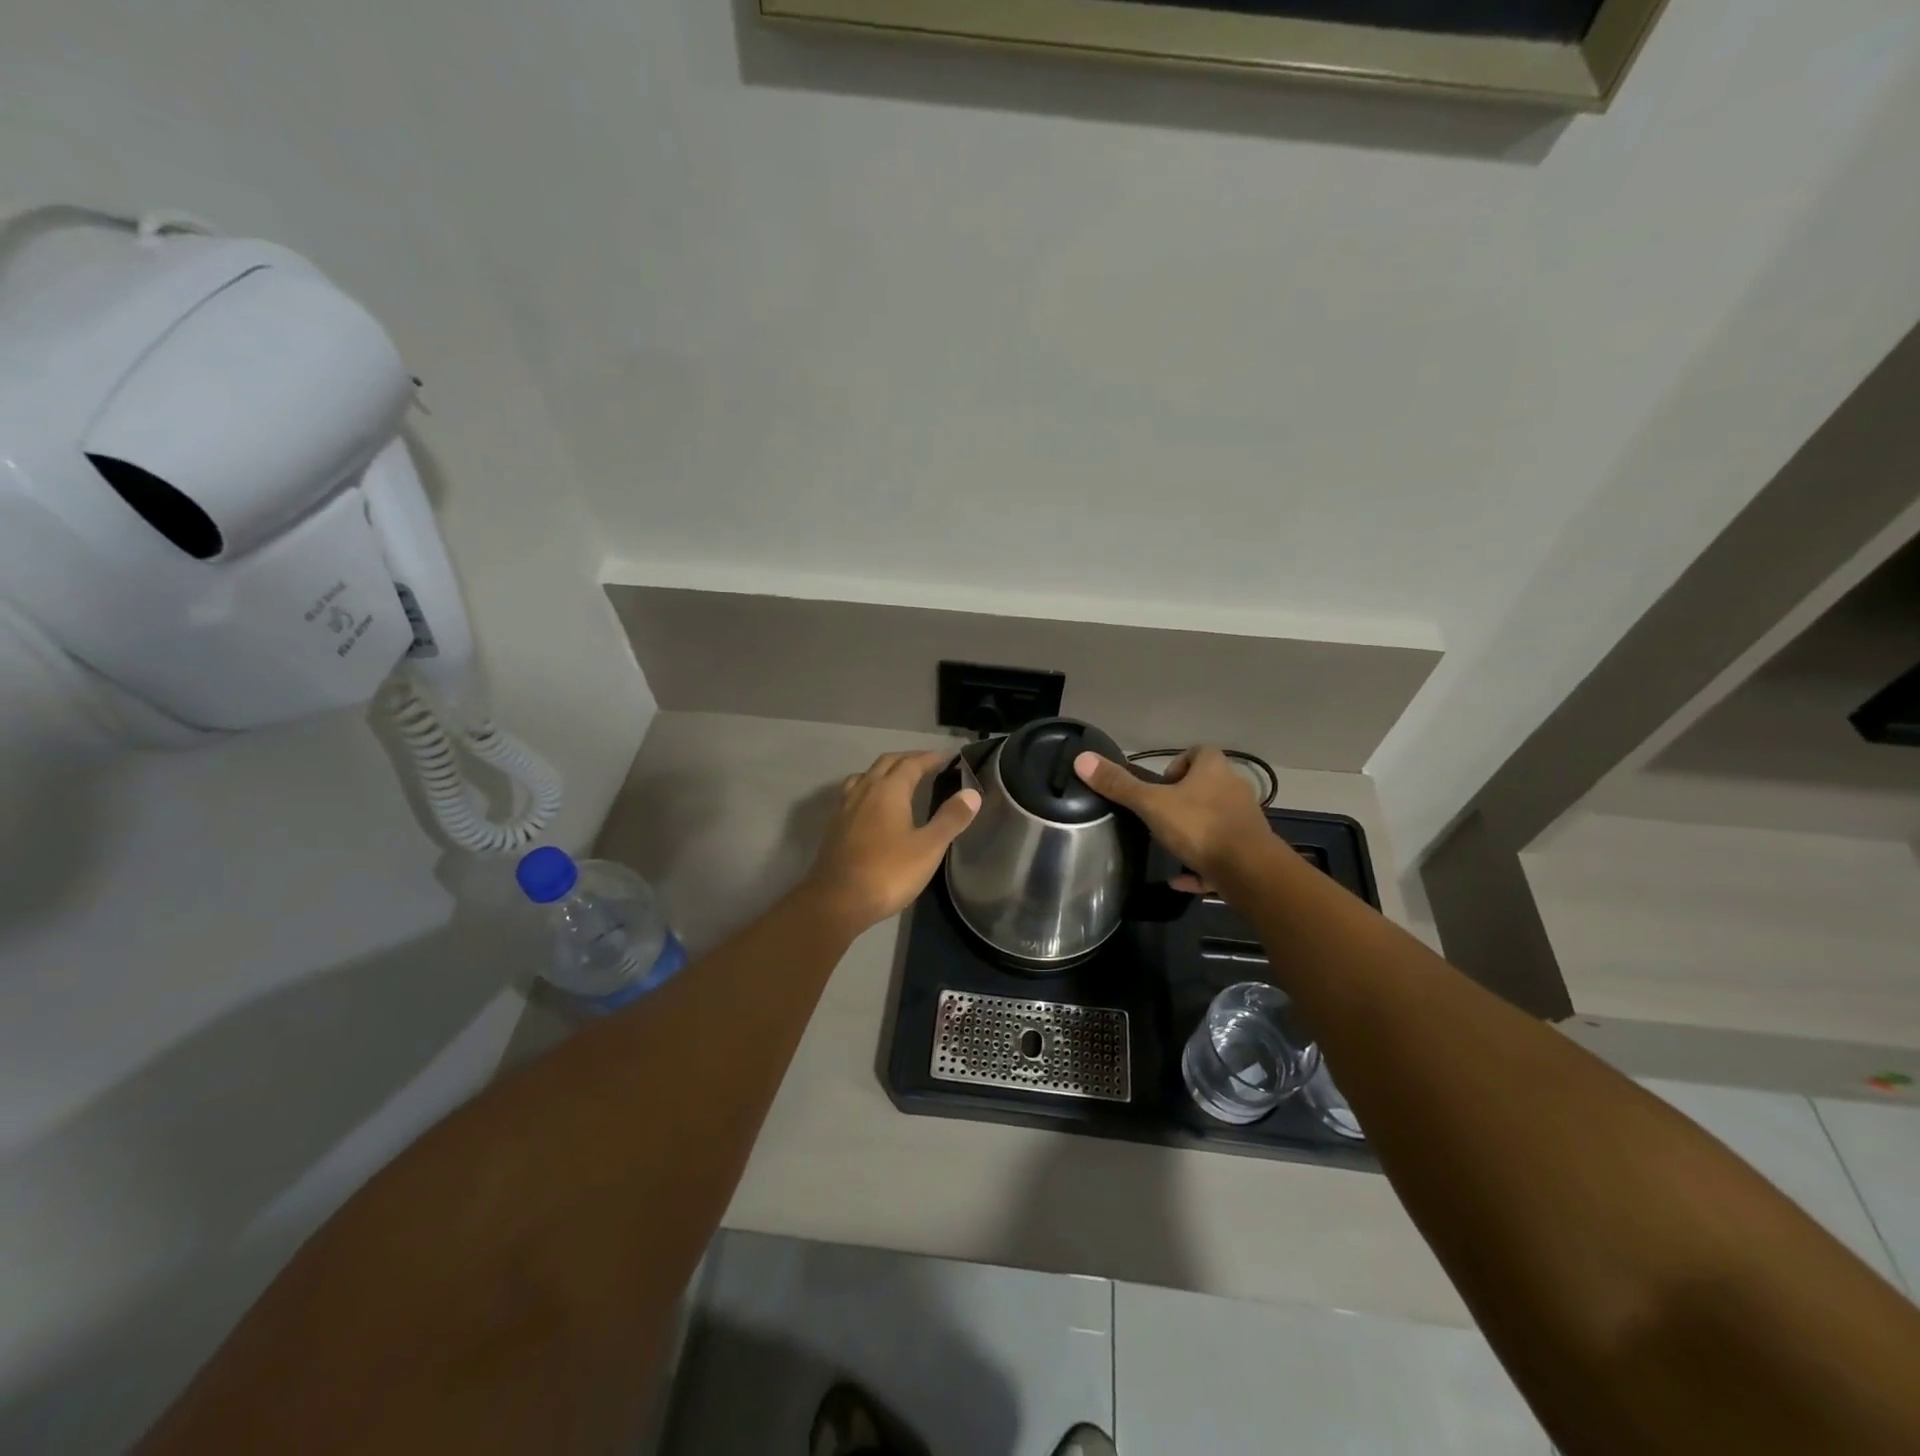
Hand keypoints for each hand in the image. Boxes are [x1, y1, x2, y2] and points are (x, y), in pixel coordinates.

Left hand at [803, 750, 980, 932]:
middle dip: (909, 759)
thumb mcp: (928, 848)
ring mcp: (845, 807)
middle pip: (887, 763)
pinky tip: (873, 808)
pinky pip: (854, 794)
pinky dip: (869, 789)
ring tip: (899, 781)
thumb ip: (951, 818)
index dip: (931, 758)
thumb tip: (972, 793)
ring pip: (865, 776)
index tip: (948, 757)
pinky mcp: (834, 826)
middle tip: (928, 764)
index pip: (912, 763)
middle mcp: (864, 790)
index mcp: (888, 790)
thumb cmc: (888, 872)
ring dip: (885, 772)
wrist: (837, 901)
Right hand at [1074, 746, 1272, 888]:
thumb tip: (1082, 759)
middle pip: (1208, 786)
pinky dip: (1201, 864)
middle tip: (1159, 815)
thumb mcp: (1151, 804)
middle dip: (1185, 799)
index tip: (1159, 785)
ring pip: (1216, 820)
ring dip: (1194, 831)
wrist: (1249, 871)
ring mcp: (1244, 822)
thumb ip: (1119, 785)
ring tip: (1168, 844)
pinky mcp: (1249, 853)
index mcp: (1214, 770)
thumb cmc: (1199, 826)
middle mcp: (1234, 790)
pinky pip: (1220, 854)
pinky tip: (1179, 879)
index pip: (1199, 752)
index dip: (1178, 764)